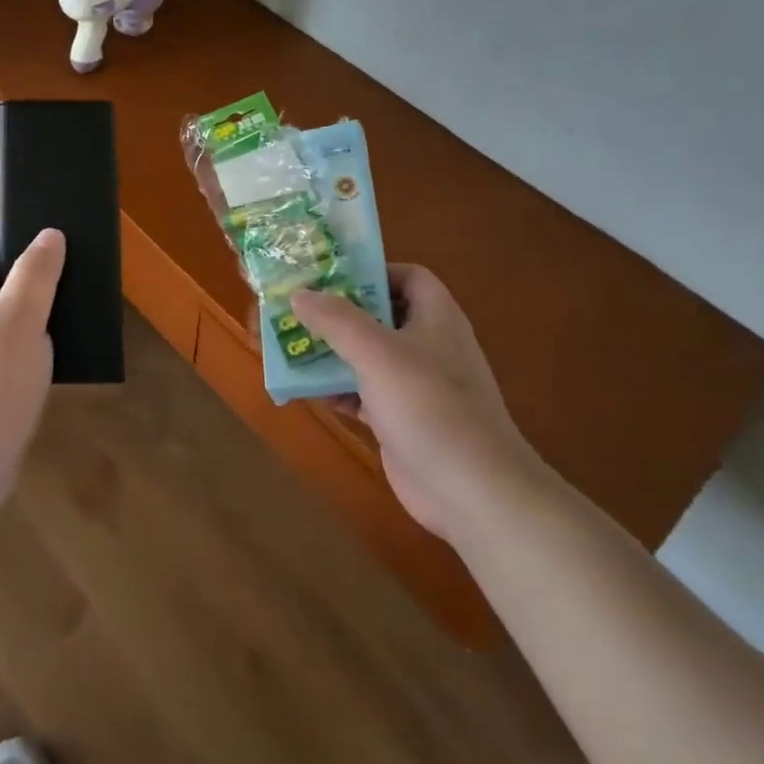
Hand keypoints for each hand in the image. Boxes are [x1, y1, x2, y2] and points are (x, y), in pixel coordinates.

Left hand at [0, 226, 65, 516]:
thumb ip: (36, 273)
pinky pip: (0, 349)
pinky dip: (25, 344)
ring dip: (28, 311)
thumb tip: (49, 235)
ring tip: (66, 313)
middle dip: (22, 274)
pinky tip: (55, 353)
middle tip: (62, 277)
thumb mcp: (20, 319)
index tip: (36, 243)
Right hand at [293, 265, 541, 541]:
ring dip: (333, 352)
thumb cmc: (428, 406)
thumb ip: (336, 319)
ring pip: (369, 356)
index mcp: (435, 317)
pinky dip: (339, 389)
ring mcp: (418, 386)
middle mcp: (429, 345)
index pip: (408, 276)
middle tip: (297, 311)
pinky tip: (309, 392)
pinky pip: (365, 393)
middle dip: (339, 314)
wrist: (472, 491)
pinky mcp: (404, 420)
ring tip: (292, 346)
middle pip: (381, 316)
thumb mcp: (376, 353)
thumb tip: (299, 293)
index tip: (329, 278)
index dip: (372, 271)